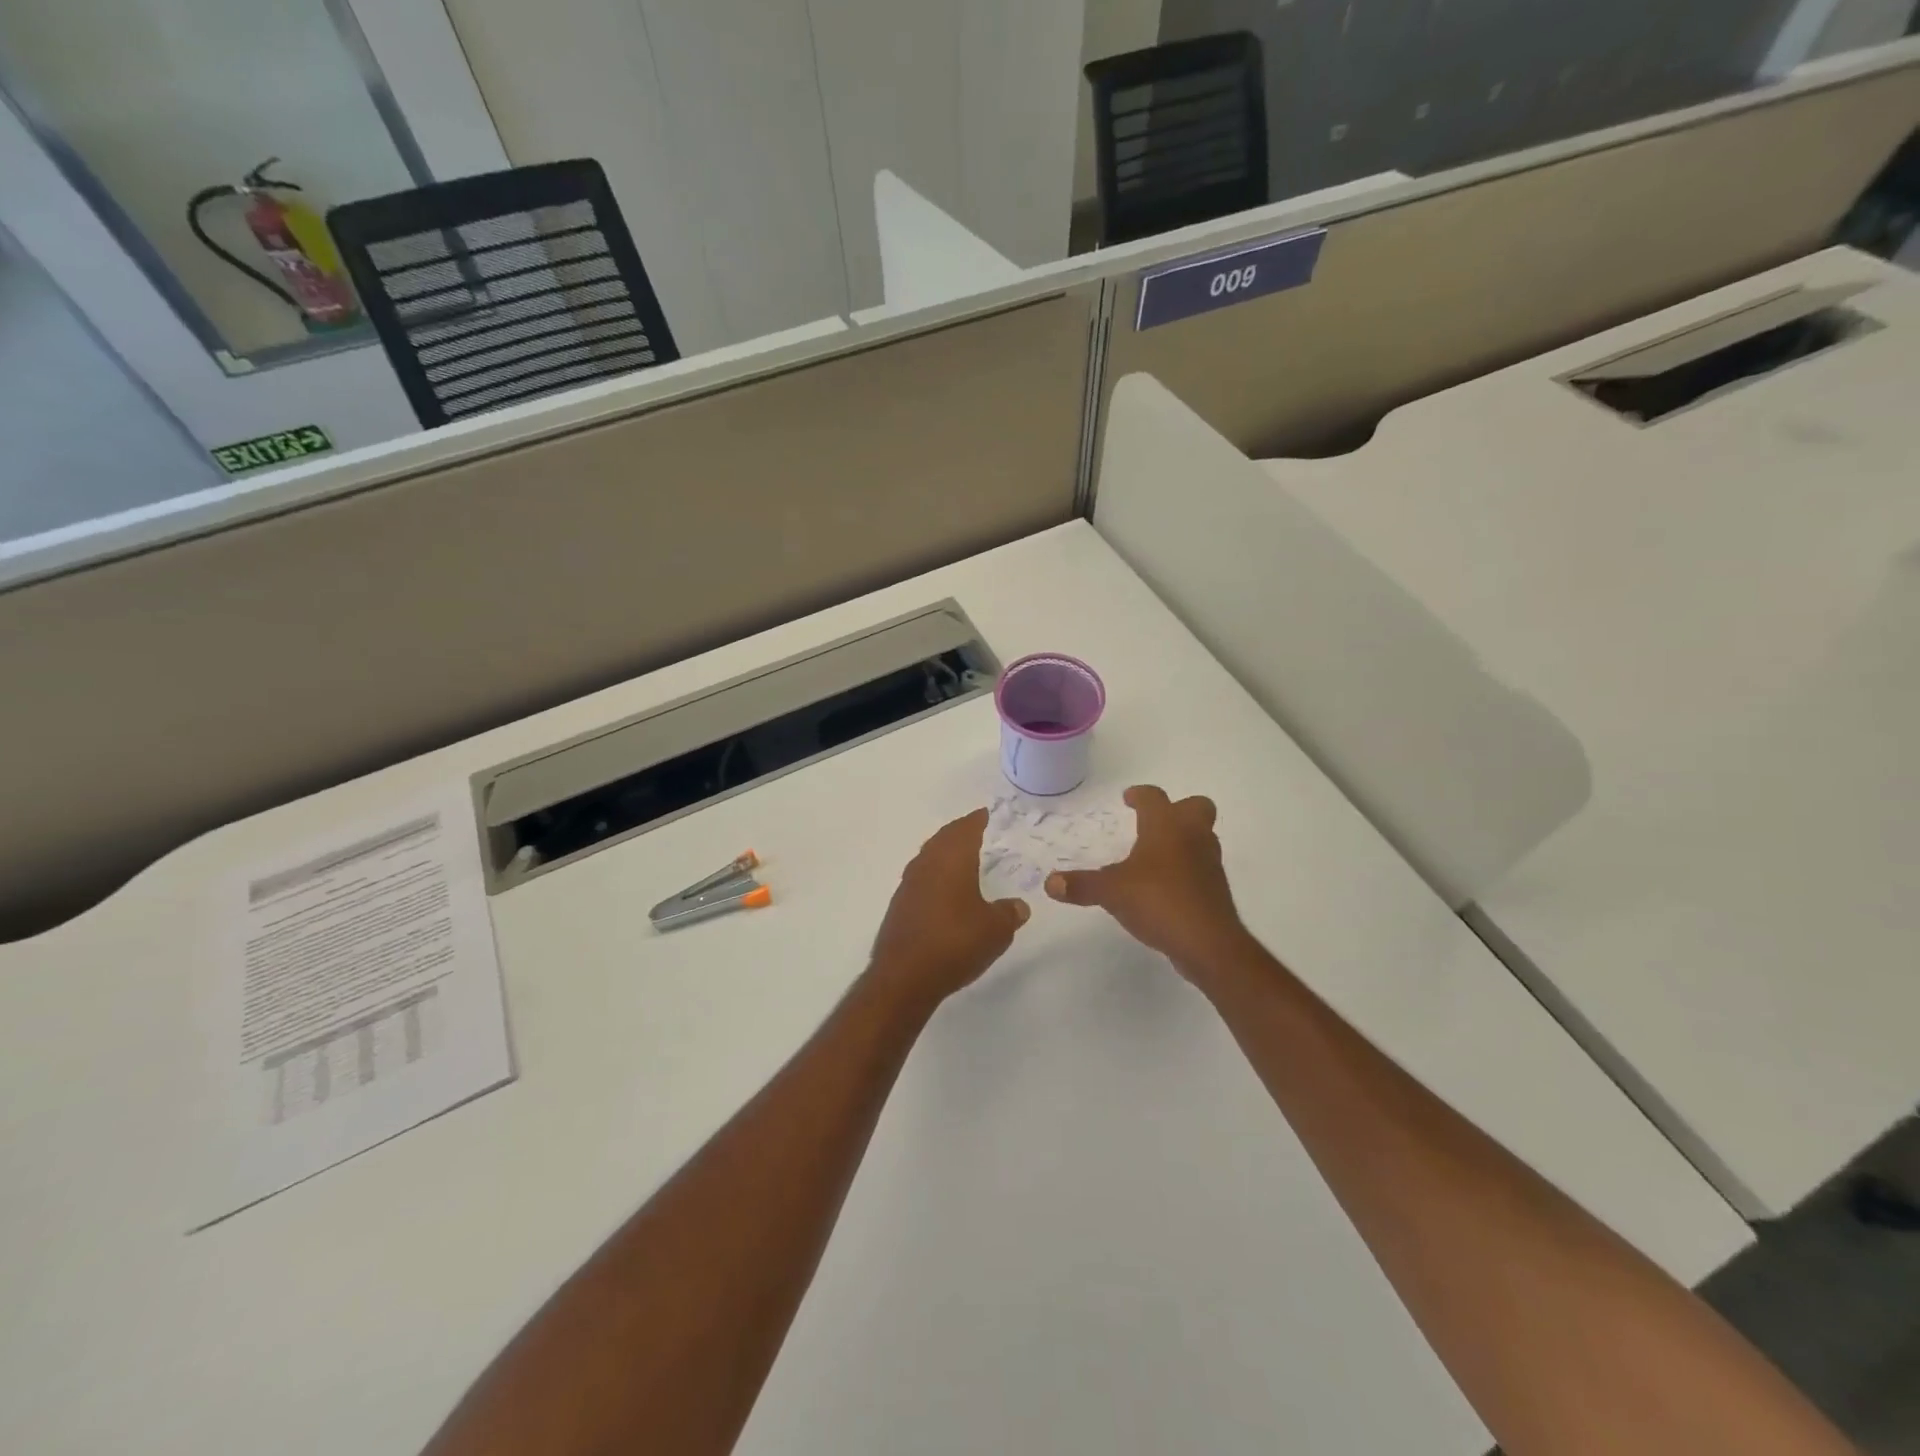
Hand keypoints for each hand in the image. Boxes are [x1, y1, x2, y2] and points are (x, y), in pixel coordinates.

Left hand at [869, 808, 1029, 1007]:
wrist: (904, 977)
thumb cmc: (955, 942)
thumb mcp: (996, 930)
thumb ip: (1009, 913)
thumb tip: (1018, 906)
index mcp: (952, 859)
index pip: (966, 829)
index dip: (978, 820)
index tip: (986, 814)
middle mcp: (927, 864)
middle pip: (944, 838)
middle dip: (960, 833)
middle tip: (977, 831)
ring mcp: (909, 885)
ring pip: (929, 857)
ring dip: (945, 853)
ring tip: (963, 858)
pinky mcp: (900, 906)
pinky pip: (921, 878)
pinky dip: (935, 875)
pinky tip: (945, 891)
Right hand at [1045, 785, 1251, 984]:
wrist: (1208, 943)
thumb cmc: (1159, 901)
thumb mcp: (1111, 892)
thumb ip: (1081, 885)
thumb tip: (1049, 883)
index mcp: (1166, 826)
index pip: (1154, 797)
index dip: (1140, 795)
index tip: (1128, 798)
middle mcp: (1192, 836)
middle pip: (1195, 807)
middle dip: (1177, 809)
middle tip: (1153, 822)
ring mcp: (1209, 863)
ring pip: (1202, 837)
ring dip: (1183, 839)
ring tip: (1156, 855)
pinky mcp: (1215, 889)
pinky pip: (1201, 866)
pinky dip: (1186, 868)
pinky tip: (1166, 886)